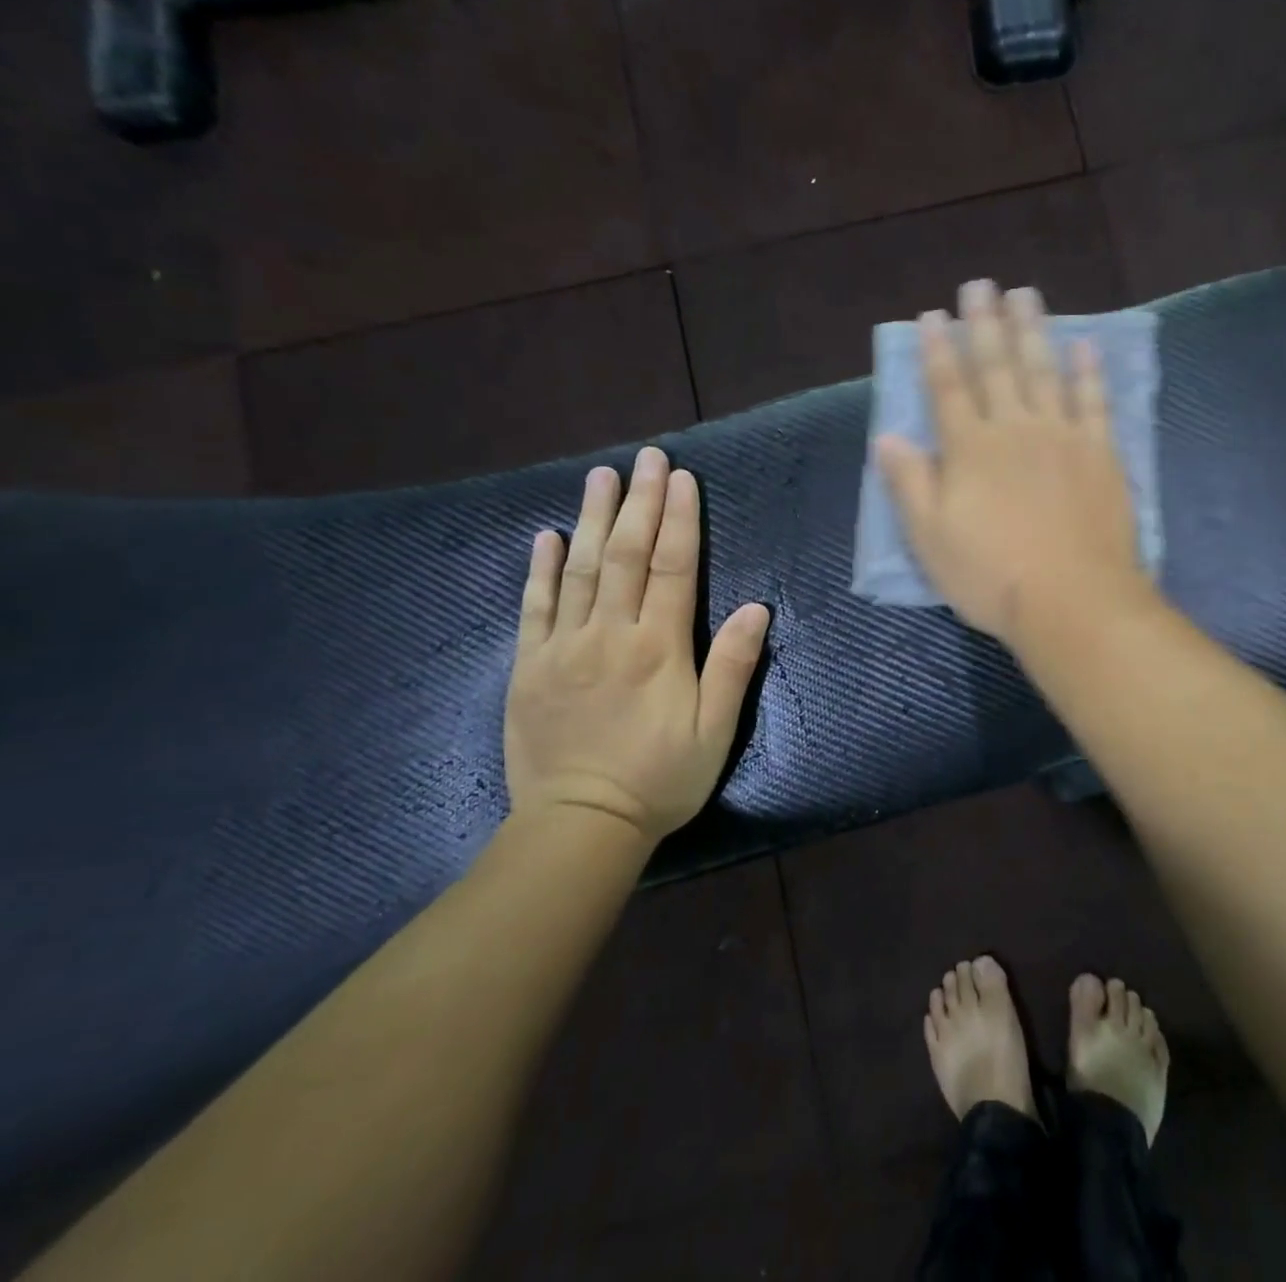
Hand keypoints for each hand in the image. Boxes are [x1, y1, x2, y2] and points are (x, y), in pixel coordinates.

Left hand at [504, 449, 770, 845]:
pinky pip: (534, 607)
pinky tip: (546, 536)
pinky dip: (541, 569)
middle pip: (625, 556)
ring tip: (601, 476)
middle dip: (639, 502)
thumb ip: (733, 666)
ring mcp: (563, 648)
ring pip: (580, 570)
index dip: (679, 520)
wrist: (580, 826)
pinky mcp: (529, 667)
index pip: (672, 568)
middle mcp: (609, 635)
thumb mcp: (715, 730)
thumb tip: (755, 608)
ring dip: (593, 519)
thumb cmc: (661, 778)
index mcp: (659, 648)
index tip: (682, 479)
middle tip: (646, 458)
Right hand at [875, 280, 1146, 645]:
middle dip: (984, 324)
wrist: (1072, 601)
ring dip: (1033, 331)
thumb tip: (886, 435)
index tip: (932, 315)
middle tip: (981, 285)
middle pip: (997, 366)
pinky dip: (1089, 372)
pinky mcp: (1100, 454)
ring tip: (1025, 296)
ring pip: (1044, 371)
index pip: (948, 388)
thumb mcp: (930, 538)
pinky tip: (1085, 346)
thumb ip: (908, 482)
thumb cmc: (991, 576)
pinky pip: (1094, 402)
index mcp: (969, 449)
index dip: (937, 350)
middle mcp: (1014, 429)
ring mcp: (1062, 437)